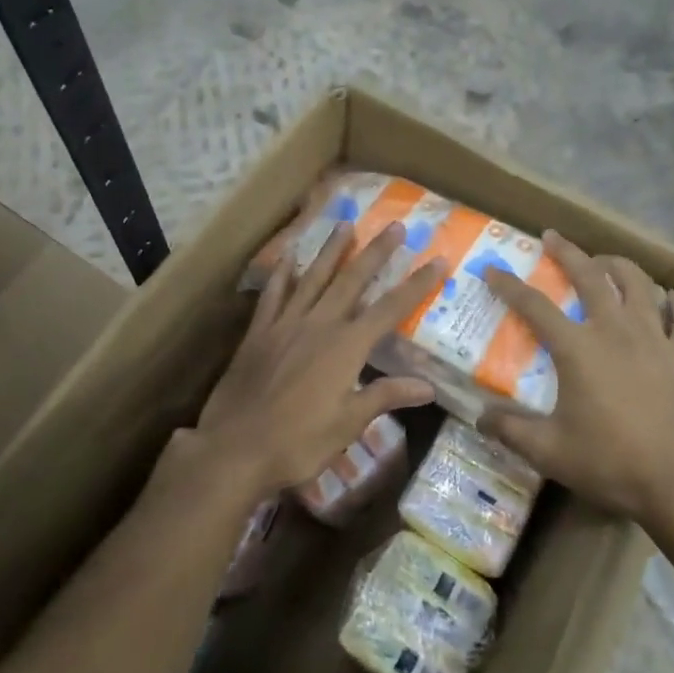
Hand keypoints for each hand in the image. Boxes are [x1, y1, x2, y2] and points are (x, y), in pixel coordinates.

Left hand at [190, 221, 444, 500]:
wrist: (234, 448)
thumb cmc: (298, 442)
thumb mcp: (348, 424)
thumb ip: (385, 396)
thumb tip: (427, 386)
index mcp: (346, 347)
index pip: (391, 309)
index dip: (417, 284)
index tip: (438, 260)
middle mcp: (319, 324)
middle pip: (353, 280)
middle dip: (376, 252)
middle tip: (395, 226)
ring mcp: (285, 324)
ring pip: (313, 278)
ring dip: (332, 251)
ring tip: (345, 224)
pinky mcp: (258, 332)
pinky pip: (273, 294)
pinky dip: (282, 273)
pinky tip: (288, 257)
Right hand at [480, 232, 673, 526]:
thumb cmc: (609, 463)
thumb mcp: (548, 451)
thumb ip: (509, 430)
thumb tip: (479, 418)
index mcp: (578, 348)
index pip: (534, 305)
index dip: (508, 285)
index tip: (492, 270)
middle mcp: (615, 330)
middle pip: (590, 276)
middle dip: (567, 252)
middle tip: (552, 237)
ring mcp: (656, 338)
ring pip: (638, 283)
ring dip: (618, 265)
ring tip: (605, 262)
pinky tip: (670, 298)